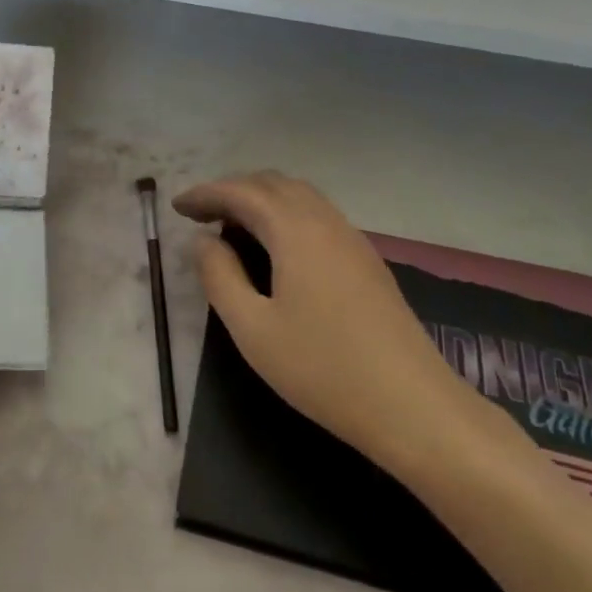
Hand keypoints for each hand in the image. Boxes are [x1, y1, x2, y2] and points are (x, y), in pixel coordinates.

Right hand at [174, 171, 495, 477]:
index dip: (206, 193)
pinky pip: (318, 215)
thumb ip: (220, 278)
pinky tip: (277, 247)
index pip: (241, 192)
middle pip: (273, 183)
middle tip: (202, 214)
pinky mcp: (367, 261)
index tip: (177, 207)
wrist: (414, 407)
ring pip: (300, 196)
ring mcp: (352, 239)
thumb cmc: (324, 369)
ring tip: (233, 226)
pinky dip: (285, 214)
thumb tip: (204, 242)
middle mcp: (325, 222)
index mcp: (295, 230)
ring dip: (261, 200)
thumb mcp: (253, 330)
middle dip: (233, 190)